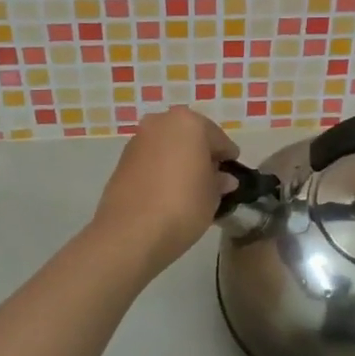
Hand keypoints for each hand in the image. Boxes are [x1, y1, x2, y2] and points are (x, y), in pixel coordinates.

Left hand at [90, 106, 239, 276]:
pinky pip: (151, 159)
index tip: (232, 172)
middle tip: (211, 178)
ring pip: (168, 146)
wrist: (130, 233)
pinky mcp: (122, 160)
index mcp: (189, 123)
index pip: (218, 138)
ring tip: (188, 187)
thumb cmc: (182, 206)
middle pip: (190, 136)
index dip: (227, 157)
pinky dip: (161, 169)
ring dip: (179, 160)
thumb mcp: (212, 196)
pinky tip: (167, 191)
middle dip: (201, 154)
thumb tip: (223, 178)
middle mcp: (161, 122)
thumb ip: (219, 181)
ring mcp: (138, 139)